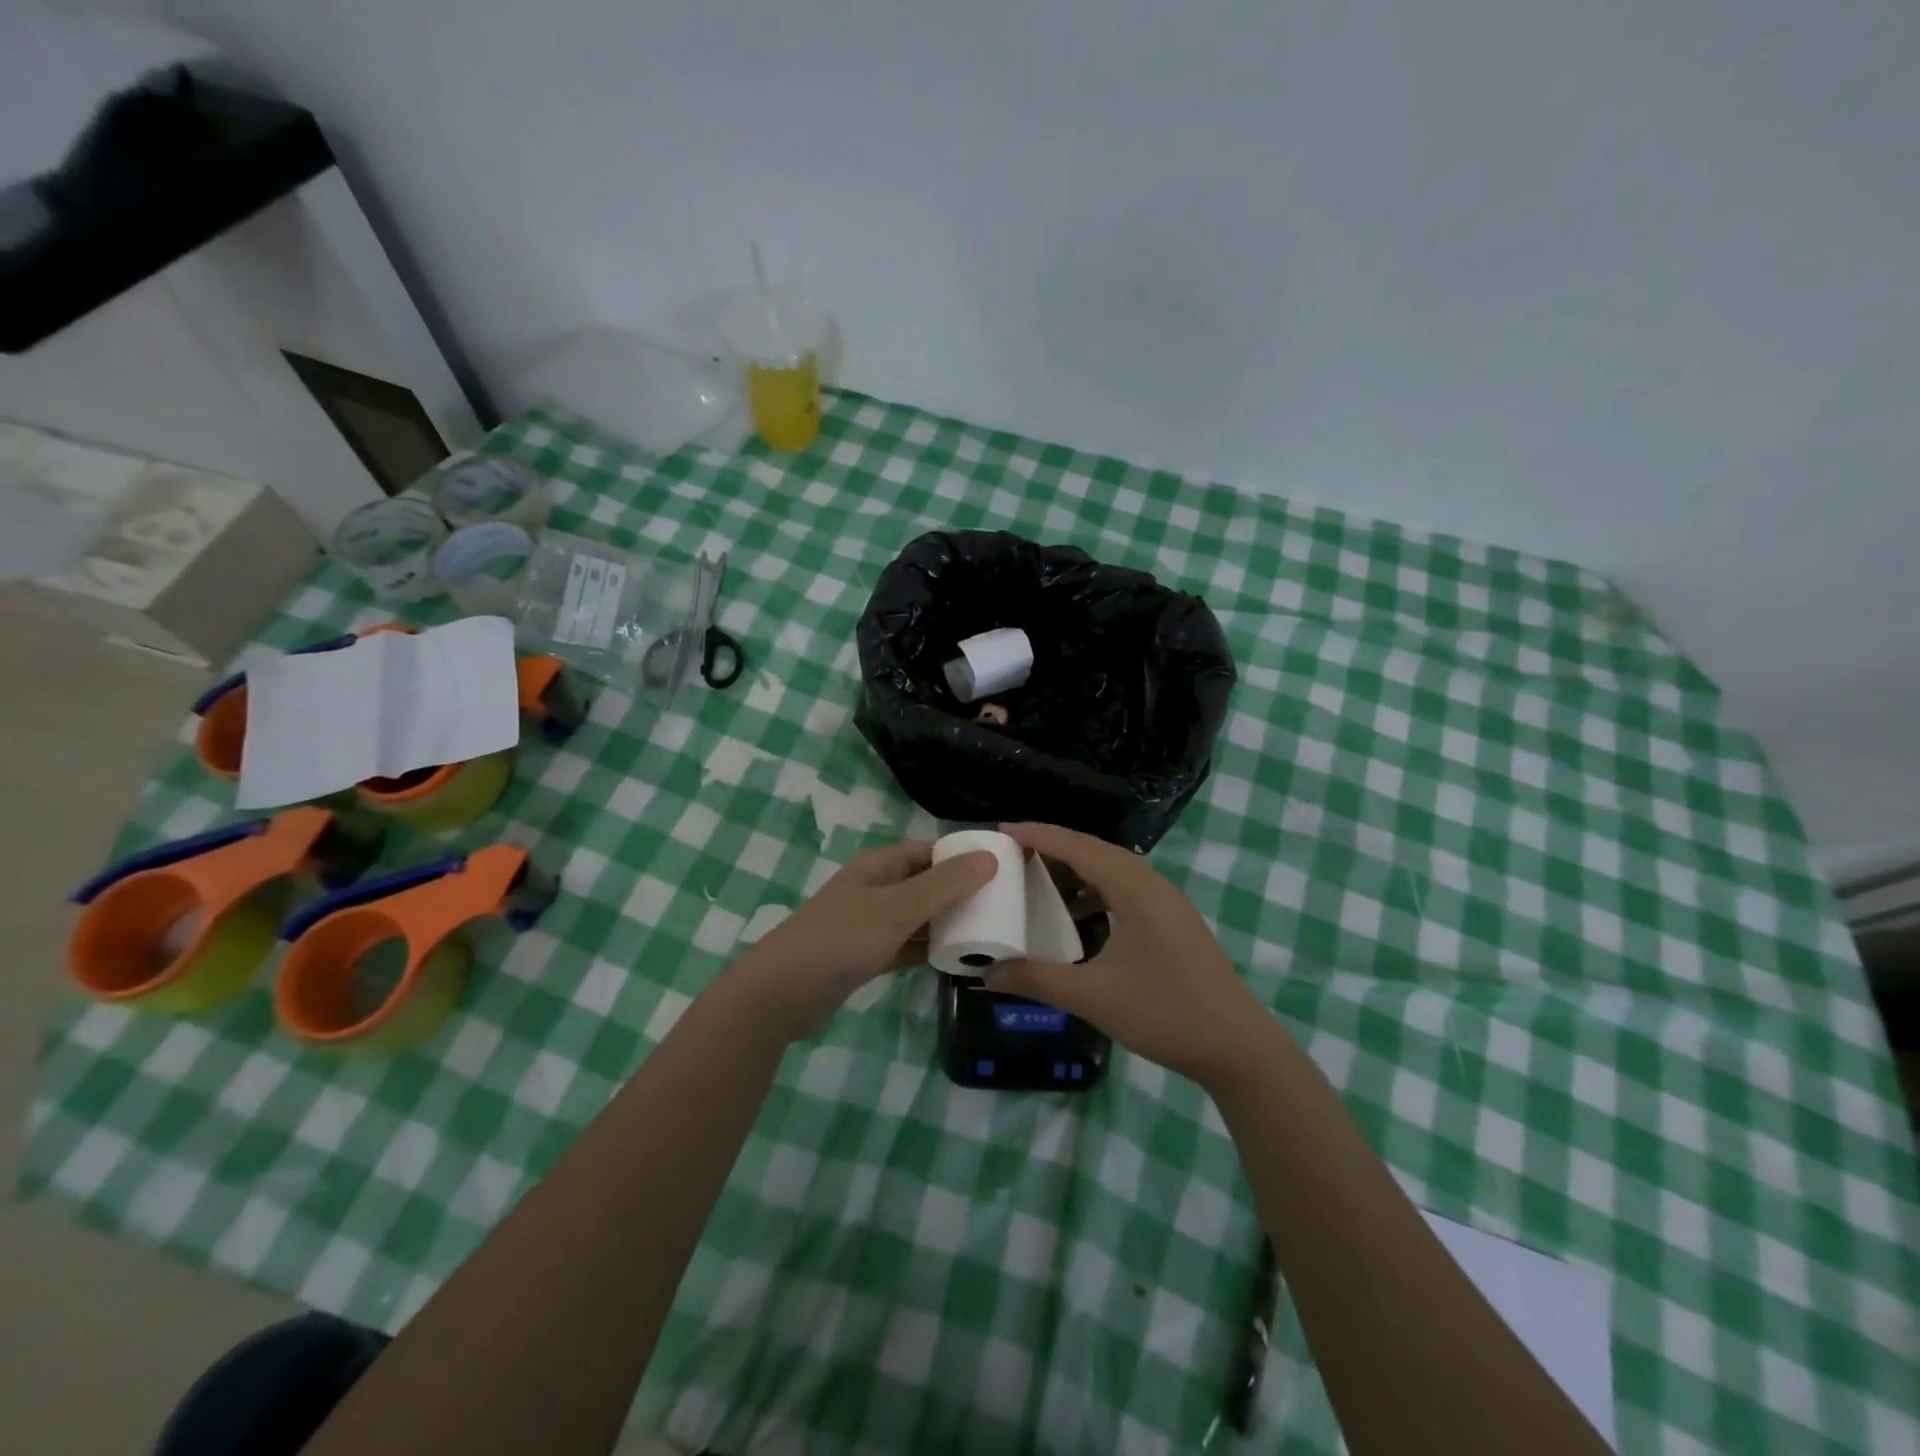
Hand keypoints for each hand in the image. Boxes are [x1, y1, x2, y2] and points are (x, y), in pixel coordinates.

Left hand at [728, 841, 995, 1041]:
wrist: (783, 993)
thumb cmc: (842, 939)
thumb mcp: (898, 908)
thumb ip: (945, 885)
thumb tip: (990, 858)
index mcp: (881, 865)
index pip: (931, 851)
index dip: (964, 856)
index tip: (1002, 870)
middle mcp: (877, 888)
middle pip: (927, 883)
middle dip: (961, 893)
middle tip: (1004, 907)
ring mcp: (870, 923)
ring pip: (919, 917)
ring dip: (947, 924)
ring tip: (990, 934)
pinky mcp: (867, 955)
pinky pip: (907, 946)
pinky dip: (929, 950)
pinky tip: (956, 961)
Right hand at [986, 822, 1277, 1089]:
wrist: (1238, 1048)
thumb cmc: (1165, 1014)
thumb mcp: (1094, 997)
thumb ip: (1038, 980)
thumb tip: (987, 974)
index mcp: (1136, 890)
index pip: (1080, 847)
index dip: (1040, 835)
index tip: (1003, 831)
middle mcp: (1154, 886)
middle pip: (1097, 851)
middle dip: (1055, 847)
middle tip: (1014, 853)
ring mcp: (1168, 904)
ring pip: (1114, 871)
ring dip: (1077, 870)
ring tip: (1040, 880)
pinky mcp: (1174, 923)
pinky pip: (1126, 891)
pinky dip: (1096, 892)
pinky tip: (1078, 917)